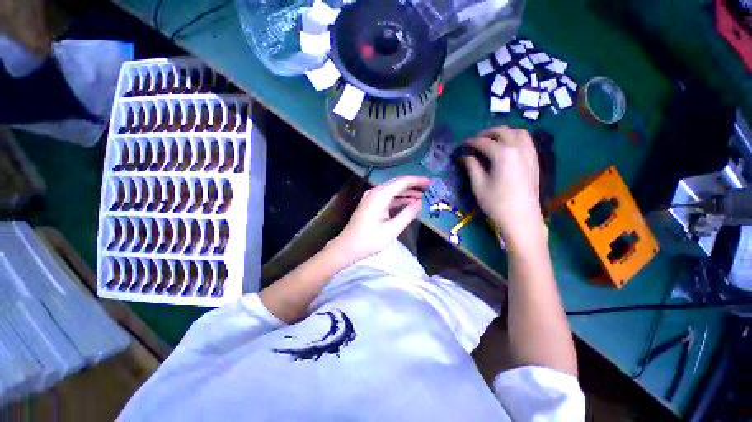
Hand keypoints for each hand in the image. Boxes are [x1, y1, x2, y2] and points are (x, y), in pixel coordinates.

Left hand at [333, 176, 430, 261]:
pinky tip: (408, 204)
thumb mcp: (391, 230)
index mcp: (380, 195)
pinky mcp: (370, 204)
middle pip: (397, 184)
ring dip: (406, 193)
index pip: (402, 182)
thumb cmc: (369, 240)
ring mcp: (371, 197)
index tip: (430, 182)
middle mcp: (375, 192)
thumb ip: (407, 215)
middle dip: (413, 185)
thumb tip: (419, 204)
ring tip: (422, 197)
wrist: (347, 247)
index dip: (417, 181)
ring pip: (392, 191)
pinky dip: (398, 200)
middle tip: (428, 189)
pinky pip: (387, 197)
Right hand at [463, 127, 545, 249]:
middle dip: (487, 133)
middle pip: (503, 132)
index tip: (461, 145)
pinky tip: (507, 148)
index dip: (470, 142)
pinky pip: (527, 141)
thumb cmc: (496, 203)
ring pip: (518, 133)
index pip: (483, 142)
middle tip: (475, 140)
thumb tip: (465, 156)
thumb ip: (472, 167)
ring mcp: (530, 154)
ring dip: (504, 133)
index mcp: (503, 154)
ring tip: (492, 141)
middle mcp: (518, 149)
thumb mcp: (478, 185)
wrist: (522, 218)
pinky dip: (515, 139)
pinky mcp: (534, 161)